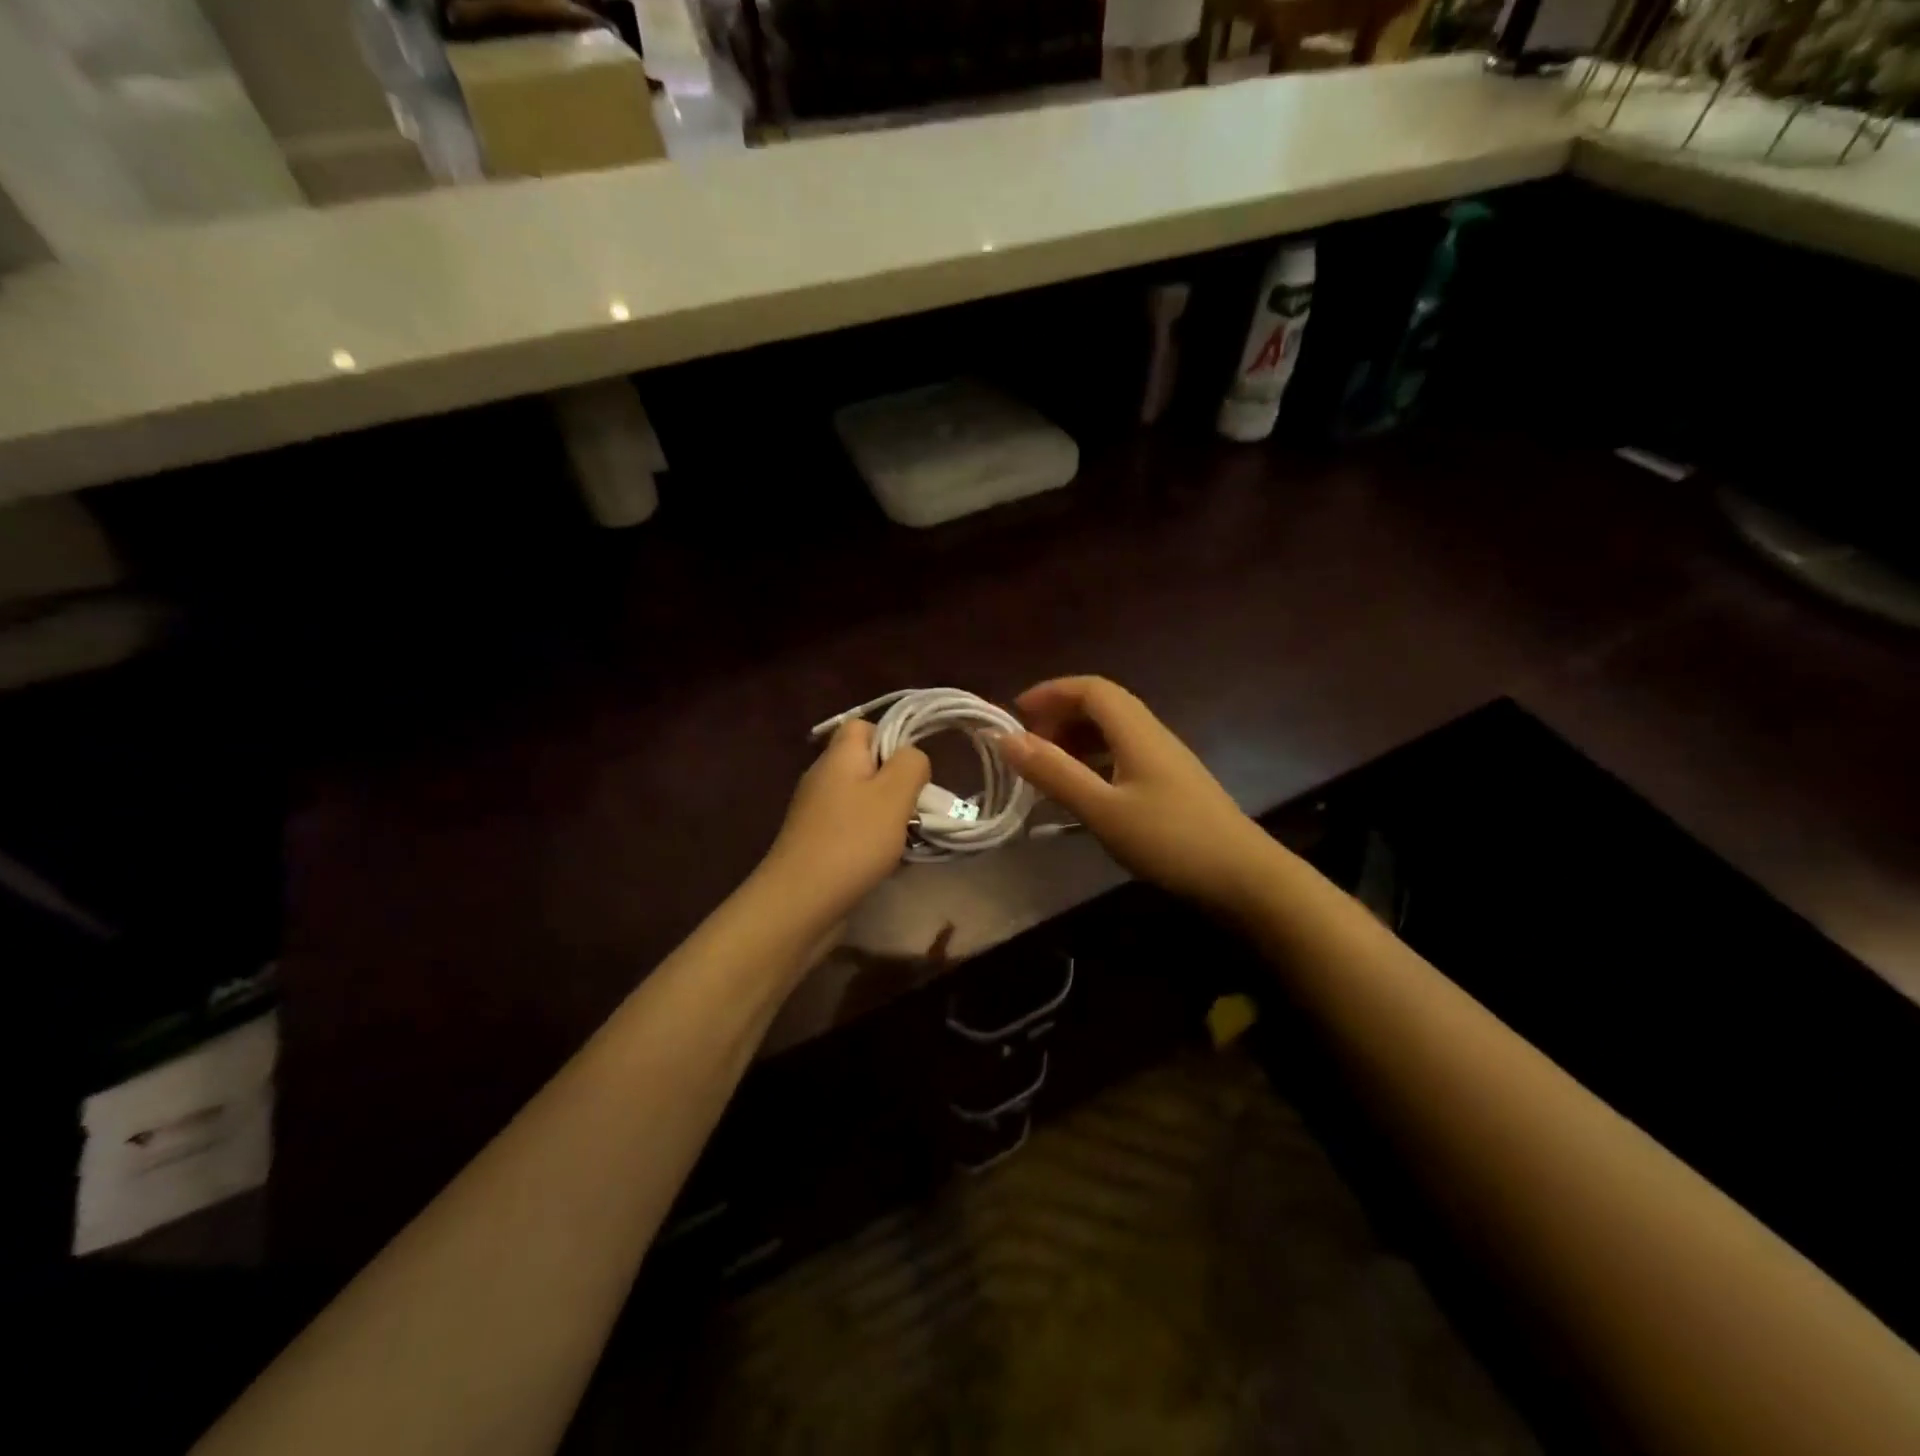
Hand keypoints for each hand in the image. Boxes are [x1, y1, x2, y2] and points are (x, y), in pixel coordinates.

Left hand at [761, 719, 930, 922]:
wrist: (800, 902)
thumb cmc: (852, 841)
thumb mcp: (894, 794)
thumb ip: (911, 765)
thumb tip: (912, 758)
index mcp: (839, 756)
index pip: (863, 725)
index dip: (891, 737)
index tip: (912, 768)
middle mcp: (823, 777)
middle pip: (866, 764)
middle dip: (896, 783)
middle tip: (916, 806)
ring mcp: (816, 812)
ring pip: (862, 799)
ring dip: (888, 816)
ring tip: (907, 837)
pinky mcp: (816, 843)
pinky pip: (852, 828)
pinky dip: (872, 840)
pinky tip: (886, 861)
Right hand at [997, 676, 1277, 912]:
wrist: (1244, 878)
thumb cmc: (1170, 841)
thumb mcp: (1102, 810)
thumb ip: (1054, 773)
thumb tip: (1005, 738)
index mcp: (1136, 732)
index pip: (1091, 689)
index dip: (1051, 692)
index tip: (1015, 713)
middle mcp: (1152, 736)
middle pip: (1102, 707)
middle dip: (1060, 716)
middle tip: (1028, 747)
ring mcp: (1166, 761)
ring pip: (1113, 733)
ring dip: (1076, 740)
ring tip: (1047, 769)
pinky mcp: (1172, 785)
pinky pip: (1123, 757)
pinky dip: (1094, 762)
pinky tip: (1082, 792)